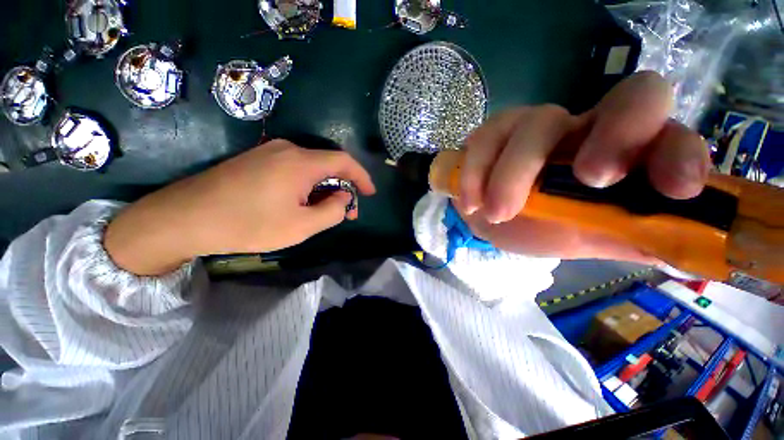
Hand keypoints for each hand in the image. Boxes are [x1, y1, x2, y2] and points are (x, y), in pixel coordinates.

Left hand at [105, 140, 375, 274]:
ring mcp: (269, 152)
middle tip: (346, 212)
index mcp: (301, 163)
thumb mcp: (301, 226)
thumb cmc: (248, 224)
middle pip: (328, 165)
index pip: (344, 162)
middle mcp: (287, 149)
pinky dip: (307, 185)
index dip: (361, 177)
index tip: (370, 193)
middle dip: (343, 188)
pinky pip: (294, 169)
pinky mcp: (256, 160)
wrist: (184, 218)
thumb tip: (344, 198)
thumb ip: (333, 211)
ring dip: (324, 188)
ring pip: (311, 168)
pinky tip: (301, 202)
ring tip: (324, 211)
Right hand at [457, 71, 710, 262]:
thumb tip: (693, 253)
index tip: (673, 191)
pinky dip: (475, 174)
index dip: (679, 152)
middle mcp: (589, 127)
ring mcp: (535, 124)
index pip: (671, 132)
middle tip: (587, 180)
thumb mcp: (596, 239)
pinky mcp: (492, 134)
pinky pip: (483, 140)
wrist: (496, 218)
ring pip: (534, 125)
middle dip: (615, 137)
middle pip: (627, 98)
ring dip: (512, 174)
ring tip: (496, 214)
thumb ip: (638, 237)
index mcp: (628, 155)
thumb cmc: (549, 229)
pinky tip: (471, 202)